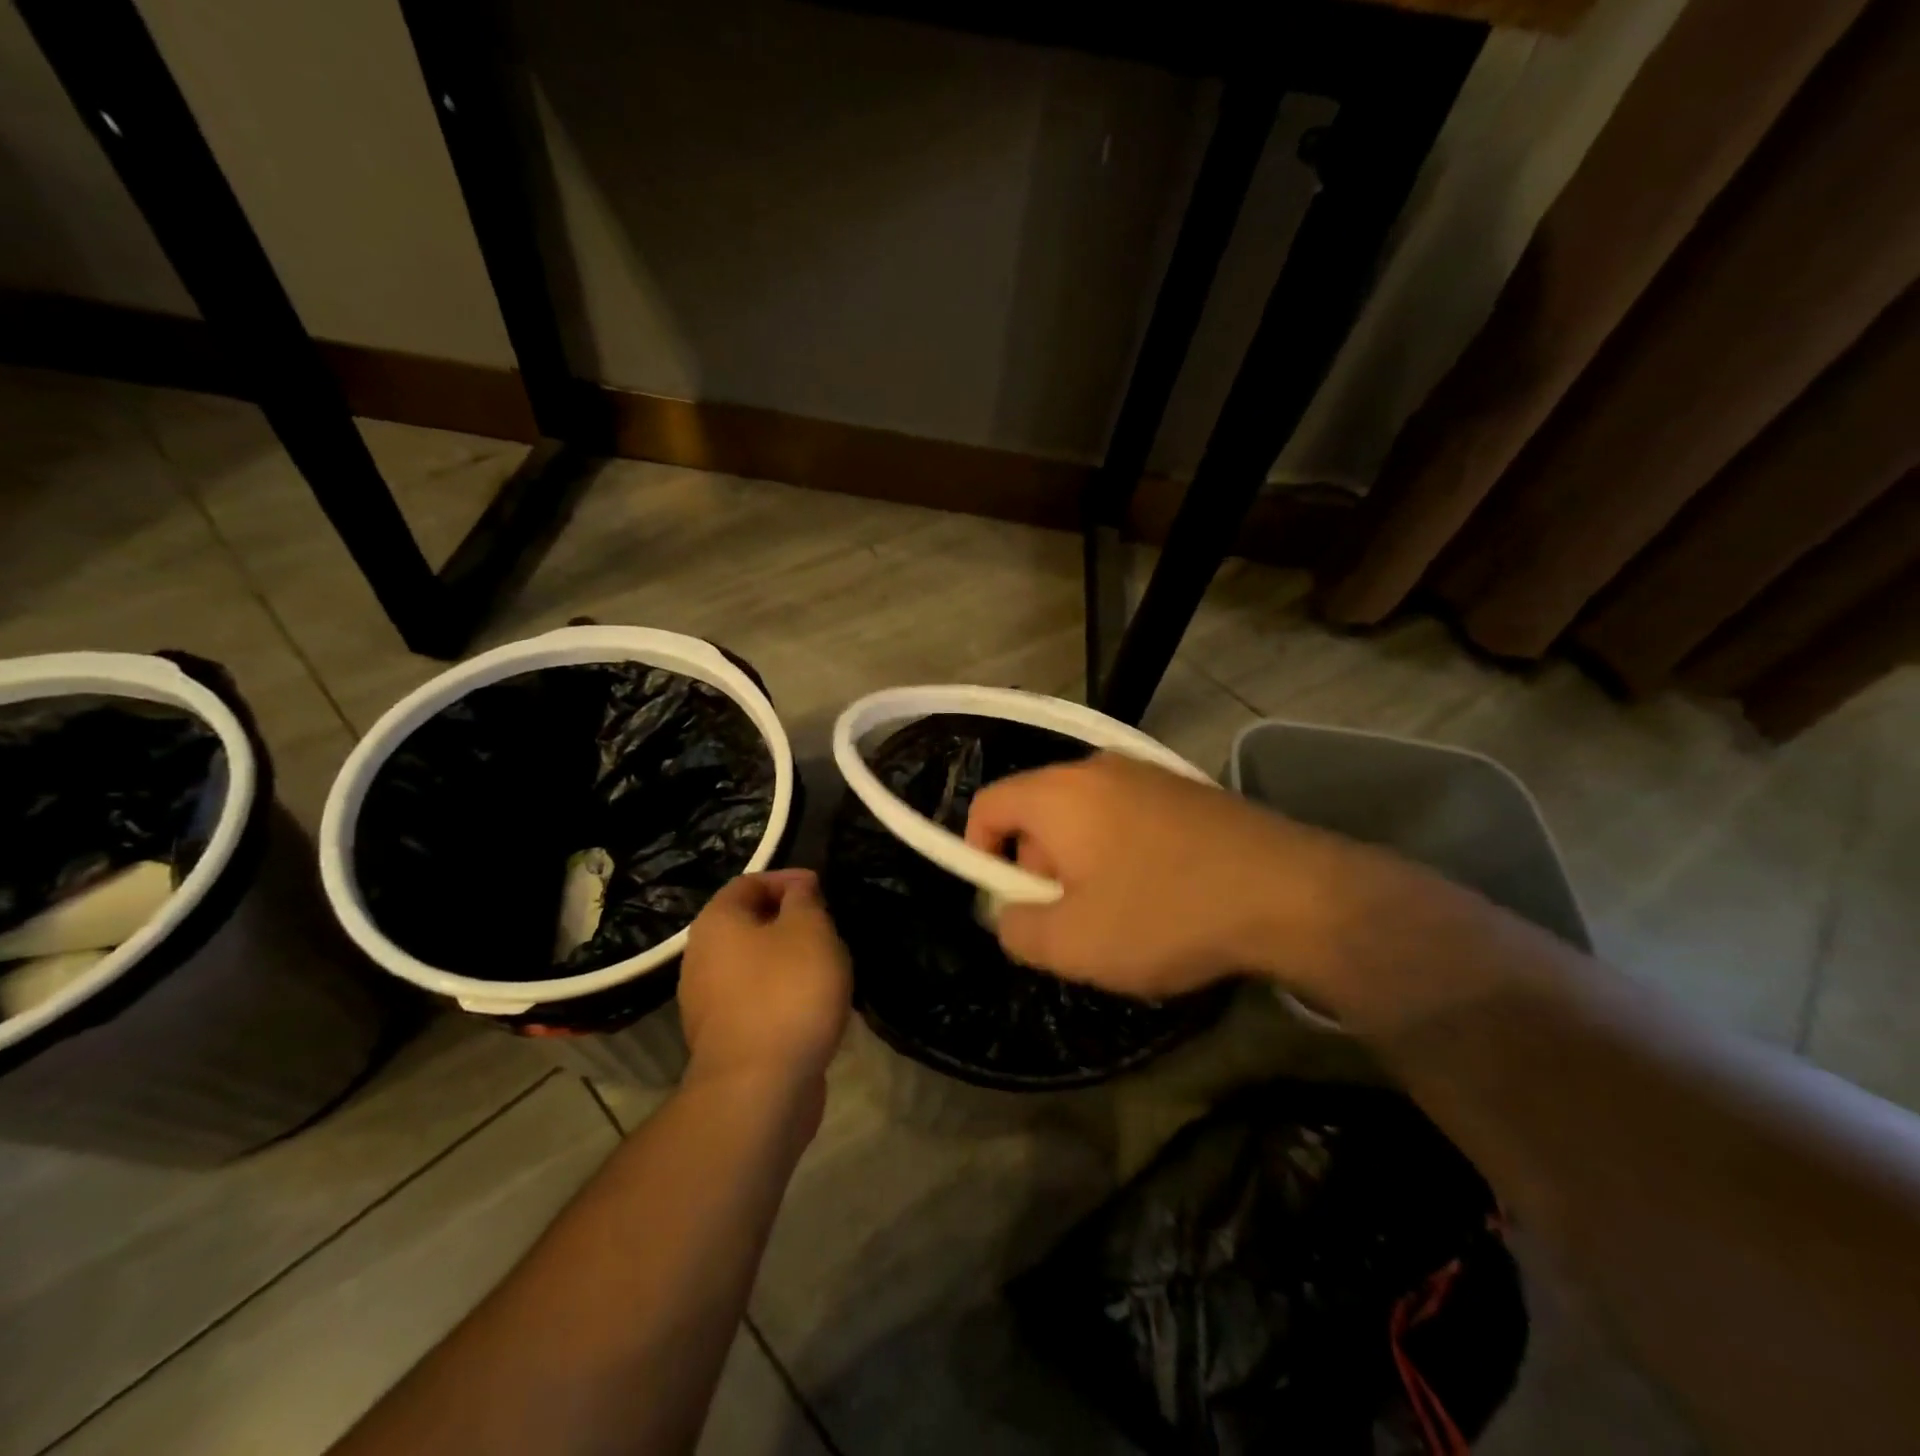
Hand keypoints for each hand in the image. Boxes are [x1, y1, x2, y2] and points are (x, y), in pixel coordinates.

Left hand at [678, 870, 851, 1096]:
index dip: (787, 879)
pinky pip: (756, 1001)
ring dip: (788, 961)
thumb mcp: (809, 930)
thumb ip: (804, 900)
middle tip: (828, 928)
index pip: (749, 882)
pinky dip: (782, 995)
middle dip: (790, 921)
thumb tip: (798, 888)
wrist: (759, 1088)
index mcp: (716, 922)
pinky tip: (812, 1007)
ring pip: (754, 965)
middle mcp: (700, 958)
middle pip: (748, 924)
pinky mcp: (724, 1039)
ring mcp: (707, 1003)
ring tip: (827, 967)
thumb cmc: (787, 992)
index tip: (823, 890)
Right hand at [964, 753, 1389, 999]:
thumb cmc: (1165, 913)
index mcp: (1059, 792)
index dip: (979, 853)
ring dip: (1083, 865)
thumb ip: (1016, 930)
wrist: (1292, 893)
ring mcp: (1148, 774)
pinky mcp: (1187, 790)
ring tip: (1121, 915)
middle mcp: (1097, 767)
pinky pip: (1128, 818)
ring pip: (1085, 818)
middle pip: (1038, 812)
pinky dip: (1124, 854)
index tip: (1008, 903)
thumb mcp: (1073, 944)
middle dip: (1039, 868)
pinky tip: (1162, 895)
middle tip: (1072, 919)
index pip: (988, 804)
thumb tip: (1010, 914)